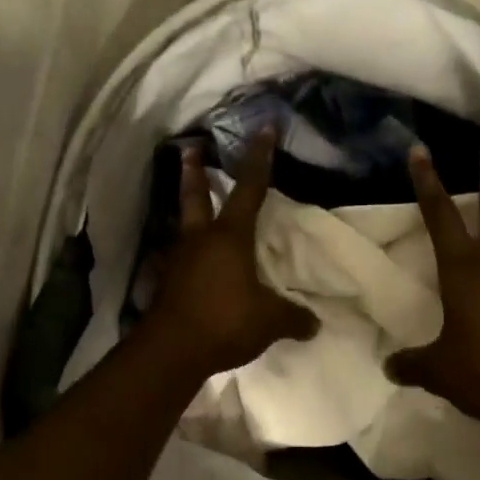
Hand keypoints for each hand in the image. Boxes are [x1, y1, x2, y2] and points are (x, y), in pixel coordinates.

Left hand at [142, 129, 318, 378]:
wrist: (172, 350)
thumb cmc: (225, 320)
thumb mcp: (270, 320)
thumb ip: (294, 318)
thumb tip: (315, 324)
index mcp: (230, 236)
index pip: (249, 188)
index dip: (259, 158)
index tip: (263, 129)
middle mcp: (200, 239)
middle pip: (195, 195)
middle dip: (194, 171)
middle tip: (190, 148)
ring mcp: (178, 260)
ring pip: (181, 225)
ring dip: (185, 212)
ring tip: (189, 209)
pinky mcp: (165, 283)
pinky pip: (174, 260)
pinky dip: (179, 255)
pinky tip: (182, 264)